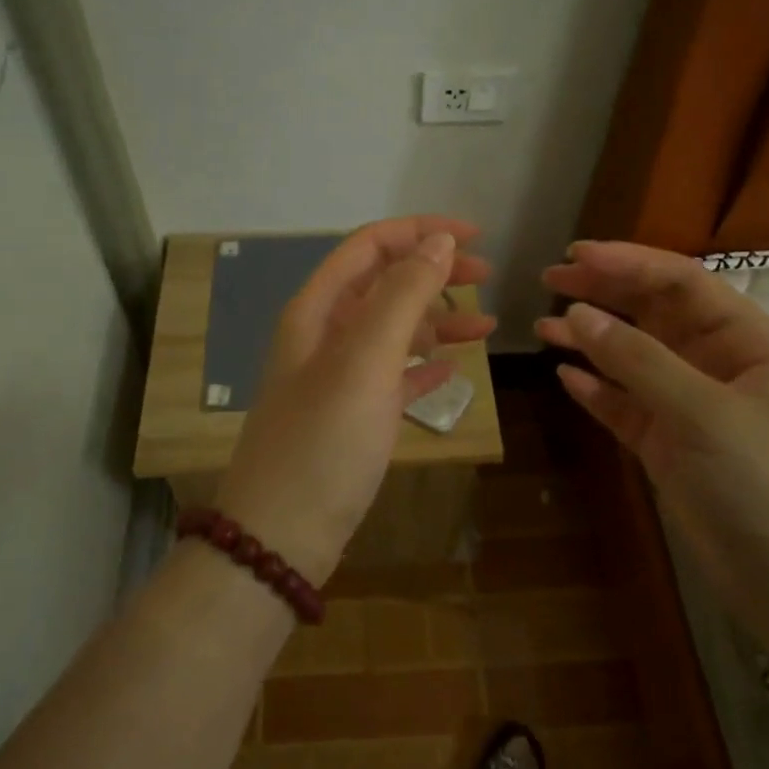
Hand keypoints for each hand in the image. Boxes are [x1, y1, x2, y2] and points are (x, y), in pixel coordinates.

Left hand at [215, 218, 494, 583]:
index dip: (420, 232)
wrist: (281, 536)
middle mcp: (324, 336)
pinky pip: (394, 377)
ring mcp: (337, 379)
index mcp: (318, 311)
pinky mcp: (351, 418)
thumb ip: (402, 296)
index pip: (369, 247)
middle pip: (384, 285)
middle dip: (433, 273)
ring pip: (393, 332)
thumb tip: (438, 241)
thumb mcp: (365, 360)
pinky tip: (453, 370)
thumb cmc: (324, 441)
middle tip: (487, 277)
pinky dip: (423, 367)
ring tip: (486, 328)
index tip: (475, 236)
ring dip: (437, 322)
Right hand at [538, 241, 768, 645]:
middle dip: (603, 293)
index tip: (574, 257)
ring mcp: (688, 408)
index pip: (680, 283)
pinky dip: (596, 391)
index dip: (628, 263)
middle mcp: (715, 365)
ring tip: (543, 328)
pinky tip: (565, 378)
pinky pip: (624, 406)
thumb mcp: (705, 412)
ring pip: (631, 360)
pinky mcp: (667, 447)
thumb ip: (638, 361)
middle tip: (548, 281)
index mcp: (745, 341)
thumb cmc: (766, 483)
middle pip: (652, 314)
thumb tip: (575, 314)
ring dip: (590, 341)